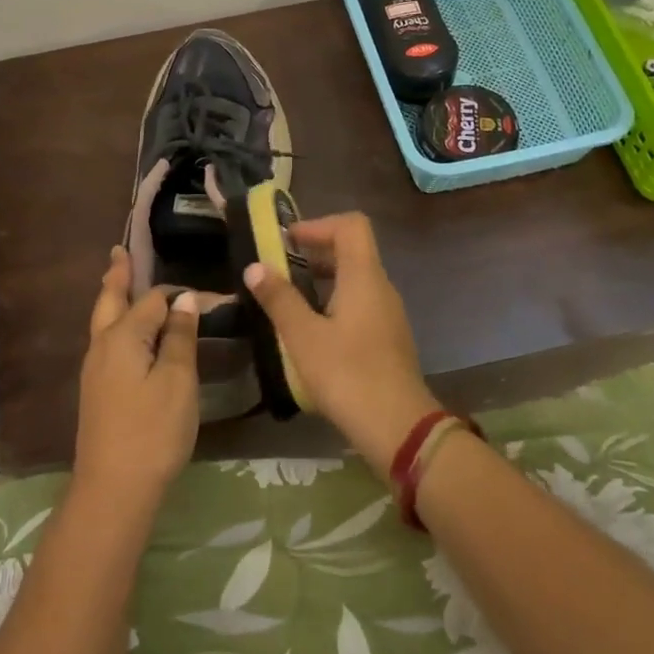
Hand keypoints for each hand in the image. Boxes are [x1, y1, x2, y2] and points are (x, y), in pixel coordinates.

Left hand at [73, 246, 200, 507]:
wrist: (113, 489)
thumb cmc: (153, 431)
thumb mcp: (178, 381)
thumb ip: (181, 337)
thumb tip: (184, 300)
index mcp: (123, 336)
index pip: (154, 300)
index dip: (180, 295)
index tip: (209, 296)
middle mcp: (102, 345)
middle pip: (110, 301)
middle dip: (117, 276)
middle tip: (119, 252)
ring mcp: (95, 370)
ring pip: (103, 321)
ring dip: (113, 298)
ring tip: (118, 281)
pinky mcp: (96, 391)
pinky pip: (106, 342)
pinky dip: (115, 324)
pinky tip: (125, 334)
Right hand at [243, 212, 440, 470]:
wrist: (399, 429)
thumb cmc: (348, 375)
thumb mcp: (303, 337)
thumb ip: (279, 299)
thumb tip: (255, 267)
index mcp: (364, 277)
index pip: (351, 225)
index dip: (318, 225)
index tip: (287, 241)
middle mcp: (381, 288)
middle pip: (352, 251)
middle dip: (314, 253)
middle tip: (278, 269)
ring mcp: (388, 314)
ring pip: (354, 280)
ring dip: (321, 281)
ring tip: (287, 301)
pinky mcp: (387, 338)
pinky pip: (359, 305)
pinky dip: (333, 304)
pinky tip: (310, 332)